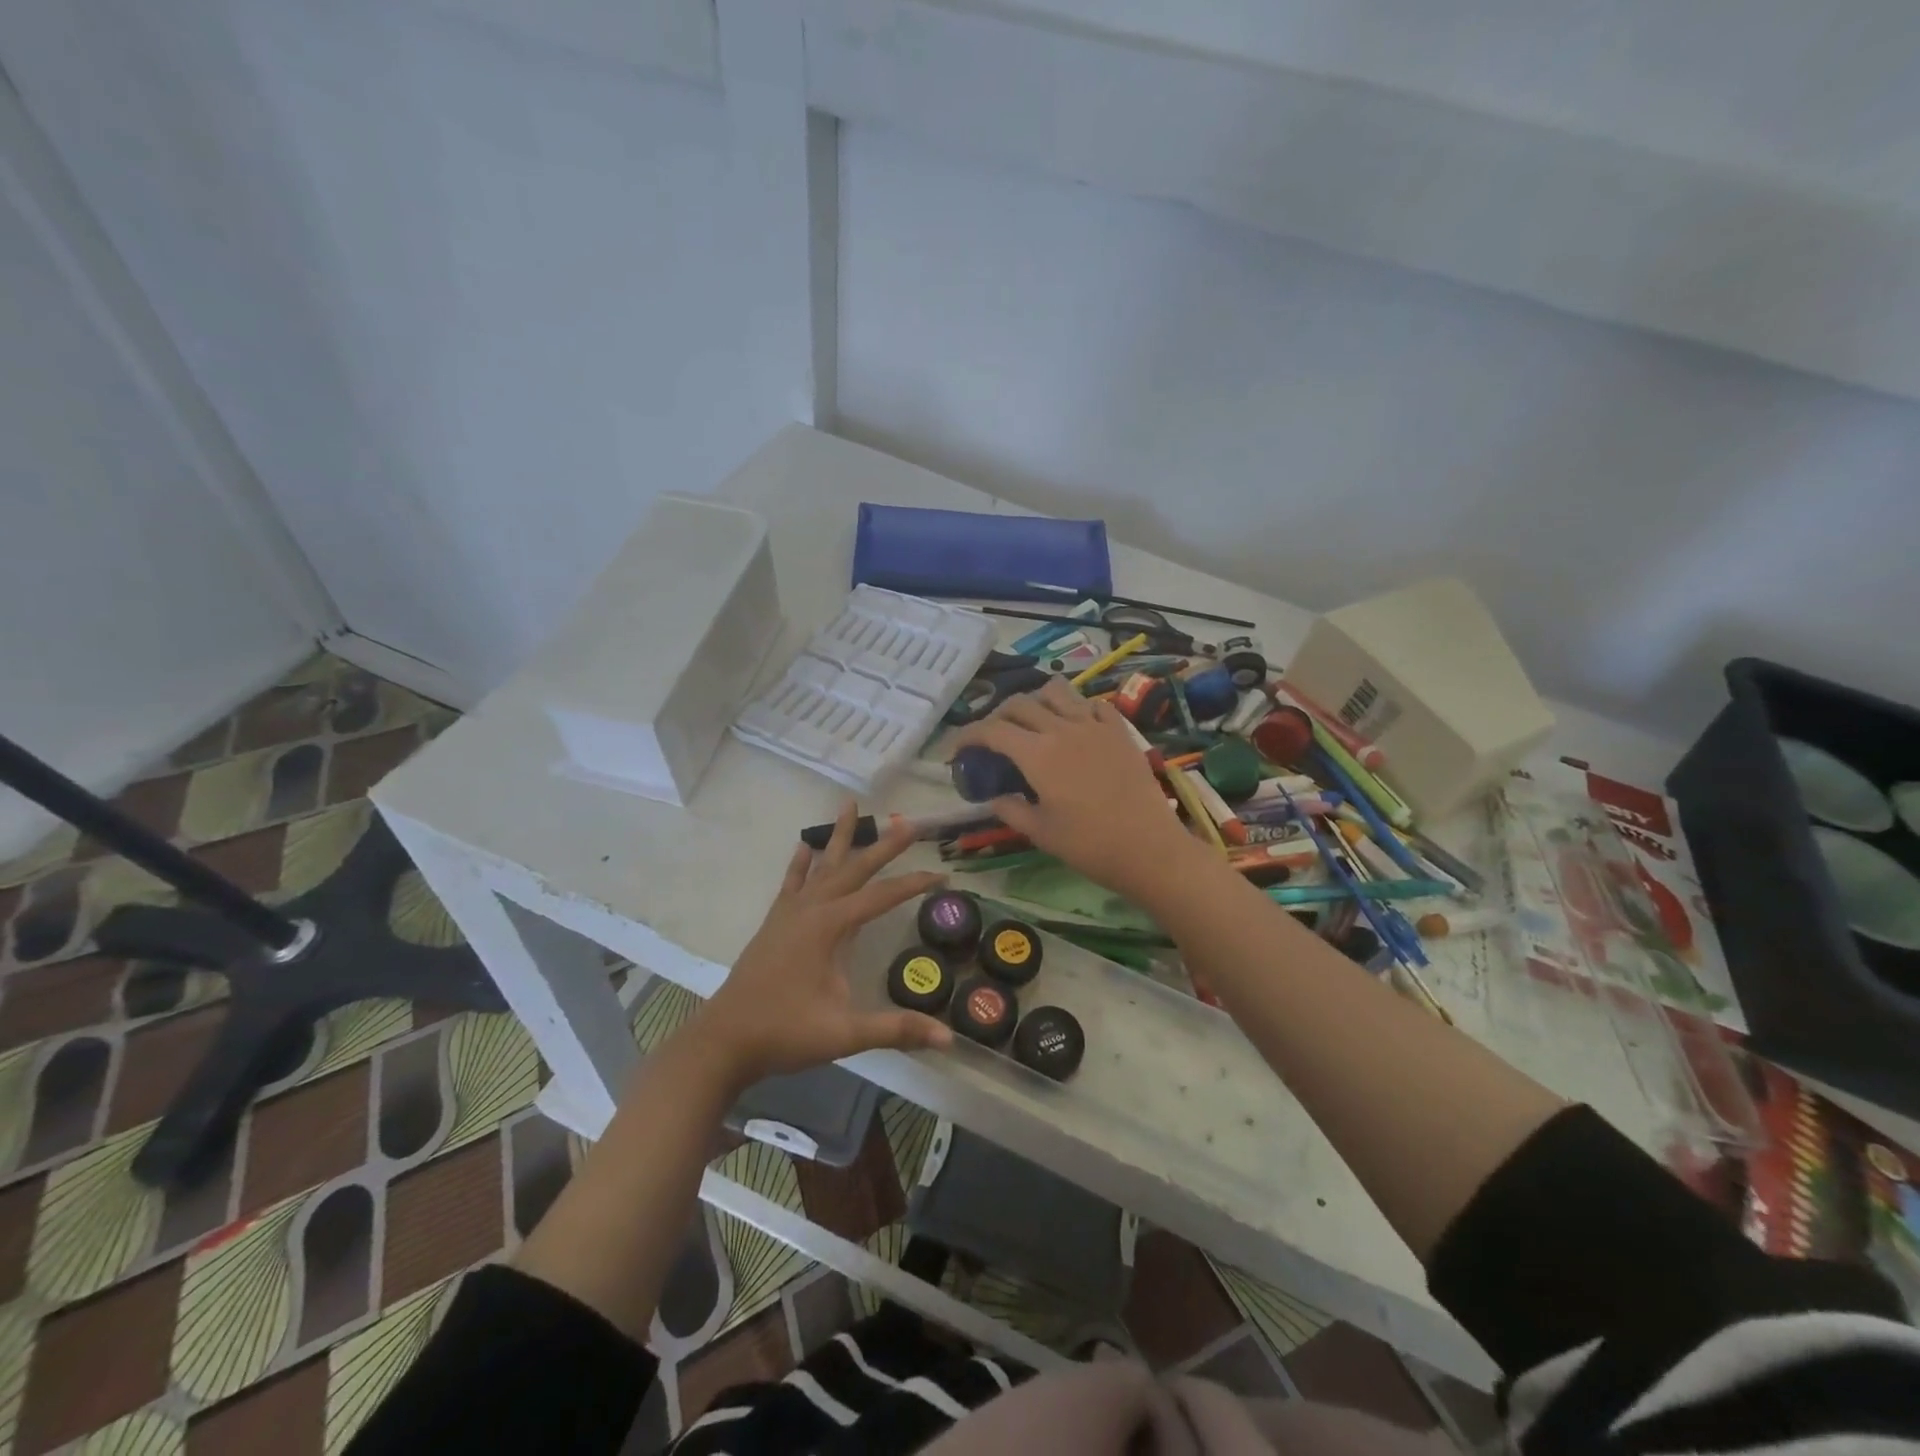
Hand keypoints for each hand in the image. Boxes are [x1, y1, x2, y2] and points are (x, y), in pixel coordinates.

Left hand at [690, 803, 952, 1088]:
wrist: (725, 1041)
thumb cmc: (785, 1032)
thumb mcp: (845, 1033)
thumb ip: (896, 1029)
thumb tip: (948, 1038)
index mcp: (831, 926)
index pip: (882, 896)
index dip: (914, 885)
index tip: (942, 875)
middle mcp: (812, 909)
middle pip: (854, 868)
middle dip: (883, 845)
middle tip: (908, 821)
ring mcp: (790, 913)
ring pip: (822, 866)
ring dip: (839, 837)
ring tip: (849, 805)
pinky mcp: (775, 923)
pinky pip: (792, 882)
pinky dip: (801, 863)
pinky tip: (804, 846)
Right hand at [951, 677, 1199, 901]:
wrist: (1149, 848)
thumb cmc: (1089, 846)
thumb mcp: (1040, 833)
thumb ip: (1010, 810)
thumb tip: (995, 797)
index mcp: (1037, 754)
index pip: (991, 730)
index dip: (968, 736)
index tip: (957, 750)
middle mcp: (1062, 729)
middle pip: (1019, 703)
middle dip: (997, 716)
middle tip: (993, 739)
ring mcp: (1094, 726)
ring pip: (1056, 691)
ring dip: (1036, 700)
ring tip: (1033, 722)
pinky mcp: (1119, 731)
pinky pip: (1092, 704)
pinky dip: (1076, 708)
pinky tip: (1074, 726)